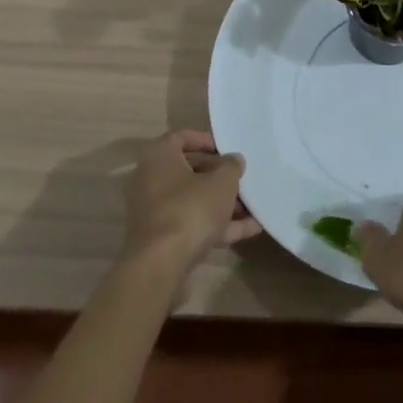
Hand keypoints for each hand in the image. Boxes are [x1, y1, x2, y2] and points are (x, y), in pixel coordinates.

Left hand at [122, 130, 261, 274]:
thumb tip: (233, 160)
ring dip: (220, 203)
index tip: (227, 149)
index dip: (206, 140)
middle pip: (188, 170)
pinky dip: (217, 225)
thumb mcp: (221, 182)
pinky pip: (192, 224)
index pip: (181, 137)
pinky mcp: (161, 238)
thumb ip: (231, 167)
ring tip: (251, 206)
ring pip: (192, 199)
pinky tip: (249, 230)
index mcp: (159, 157)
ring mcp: (154, 211)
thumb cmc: (190, 209)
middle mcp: (151, 180)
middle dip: (218, 175)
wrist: (160, 265)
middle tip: (241, 179)